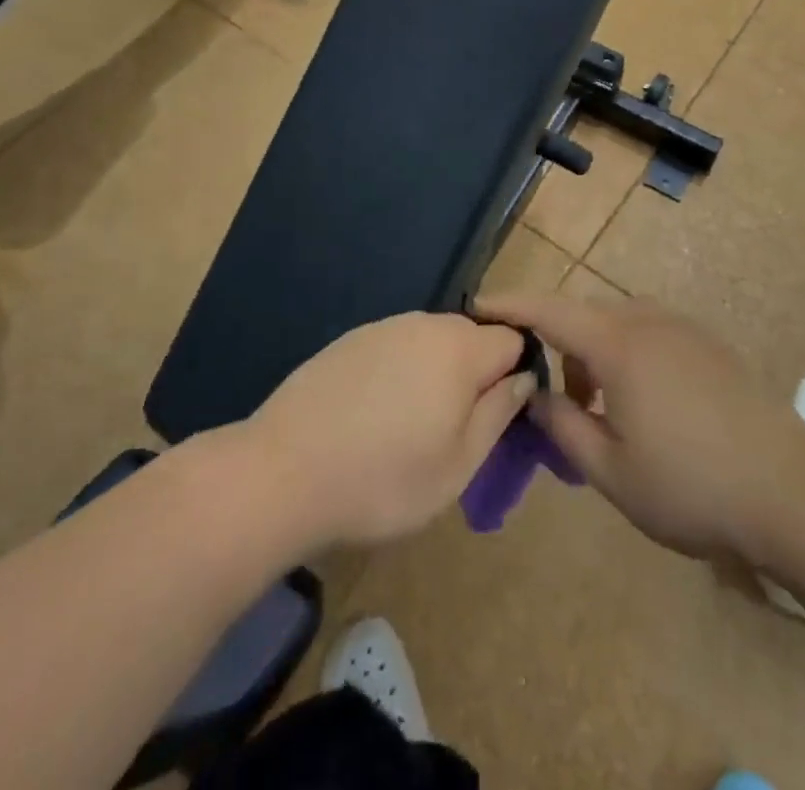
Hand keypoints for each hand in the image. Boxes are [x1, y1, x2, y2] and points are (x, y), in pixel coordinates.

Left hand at [247, 312, 534, 550]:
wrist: (281, 473)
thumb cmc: (382, 480)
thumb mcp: (457, 466)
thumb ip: (498, 415)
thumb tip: (522, 379)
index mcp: (459, 349)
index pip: (513, 339)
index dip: (515, 375)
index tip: (497, 416)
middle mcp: (424, 324)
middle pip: (472, 337)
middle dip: (475, 375)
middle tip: (453, 430)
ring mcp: (383, 328)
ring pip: (432, 343)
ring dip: (436, 374)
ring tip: (410, 428)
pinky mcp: (349, 340)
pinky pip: (395, 348)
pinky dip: (399, 374)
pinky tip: (373, 416)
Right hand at [479, 294, 804, 562]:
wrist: (791, 491)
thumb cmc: (690, 485)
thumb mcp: (610, 470)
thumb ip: (562, 427)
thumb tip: (535, 395)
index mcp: (618, 344)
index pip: (548, 310)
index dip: (509, 304)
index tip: (476, 305)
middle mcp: (648, 321)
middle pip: (584, 314)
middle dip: (555, 342)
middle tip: (548, 395)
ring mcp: (683, 329)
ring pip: (618, 322)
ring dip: (593, 351)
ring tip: (595, 408)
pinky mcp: (709, 345)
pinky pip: (649, 332)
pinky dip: (626, 354)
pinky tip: (641, 404)